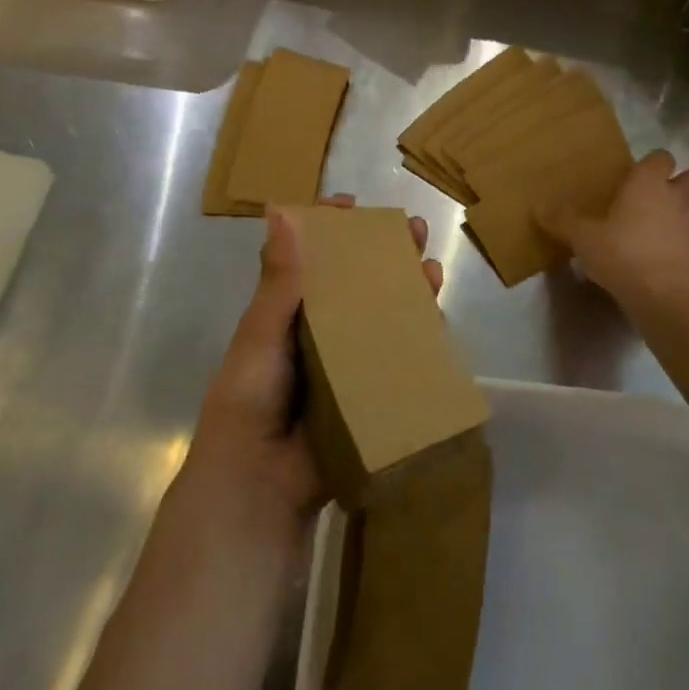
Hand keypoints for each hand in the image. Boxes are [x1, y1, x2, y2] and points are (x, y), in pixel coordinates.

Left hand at [178, 196, 442, 546]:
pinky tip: (438, 316)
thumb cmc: (250, 401)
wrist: (262, 485)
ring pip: (382, 314)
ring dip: (407, 288)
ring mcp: (347, 361)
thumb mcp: (260, 336)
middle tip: (412, 229)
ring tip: (431, 265)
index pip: (309, 260)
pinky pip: (398, 357)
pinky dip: (418, 336)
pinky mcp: (370, 391)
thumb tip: (283, 212)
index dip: (328, 229)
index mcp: (286, 313)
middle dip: (383, 253)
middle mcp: (319, 331)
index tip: (350, 205)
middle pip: (355, 282)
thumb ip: (278, 282)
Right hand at [539, 150, 688, 312]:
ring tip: (680, 231)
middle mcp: (683, 197)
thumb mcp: (583, 239)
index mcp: (649, 184)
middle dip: (686, 185)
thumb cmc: (622, 257)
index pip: (660, 156)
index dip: (652, 165)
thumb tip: (538, 206)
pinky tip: (686, 265)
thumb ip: (563, 220)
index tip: (639, 179)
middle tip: (664, 203)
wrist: (667, 300)